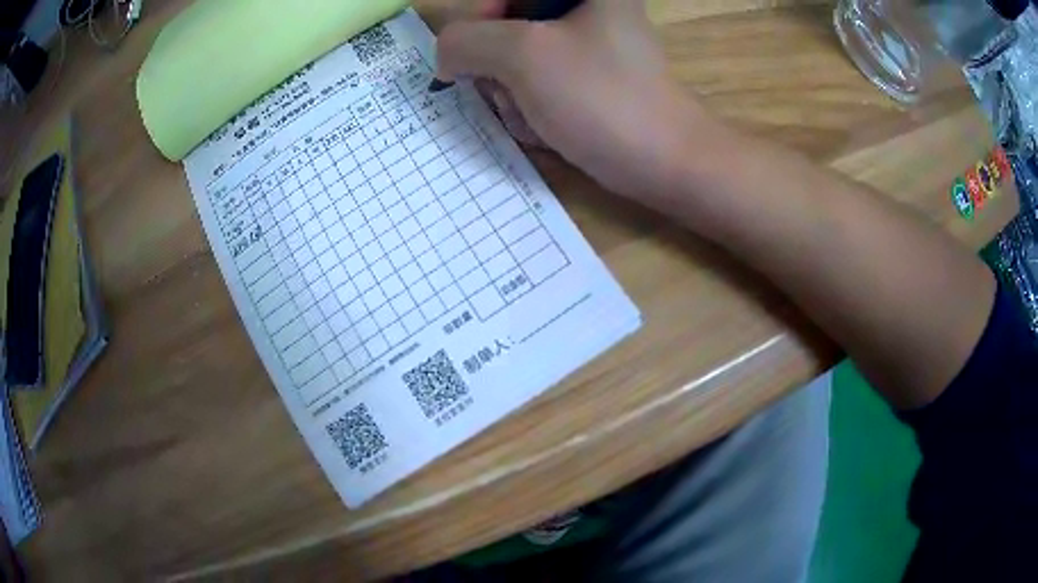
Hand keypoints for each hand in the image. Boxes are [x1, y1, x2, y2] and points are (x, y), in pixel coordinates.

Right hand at [436, 0, 710, 198]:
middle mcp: (584, 5)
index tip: (477, 56)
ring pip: (514, 53)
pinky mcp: (586, 70)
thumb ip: (465, 39)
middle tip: (514, 93)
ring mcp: (585, 37)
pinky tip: (548, 126)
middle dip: (498, 66)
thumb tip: (447, 54)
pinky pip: (535, 76)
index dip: (479, 17)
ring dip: (511, 92)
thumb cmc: (601, 98)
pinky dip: (530, 104)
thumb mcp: (522, 55)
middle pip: (505, 20)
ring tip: (537, 116)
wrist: (664, 161)